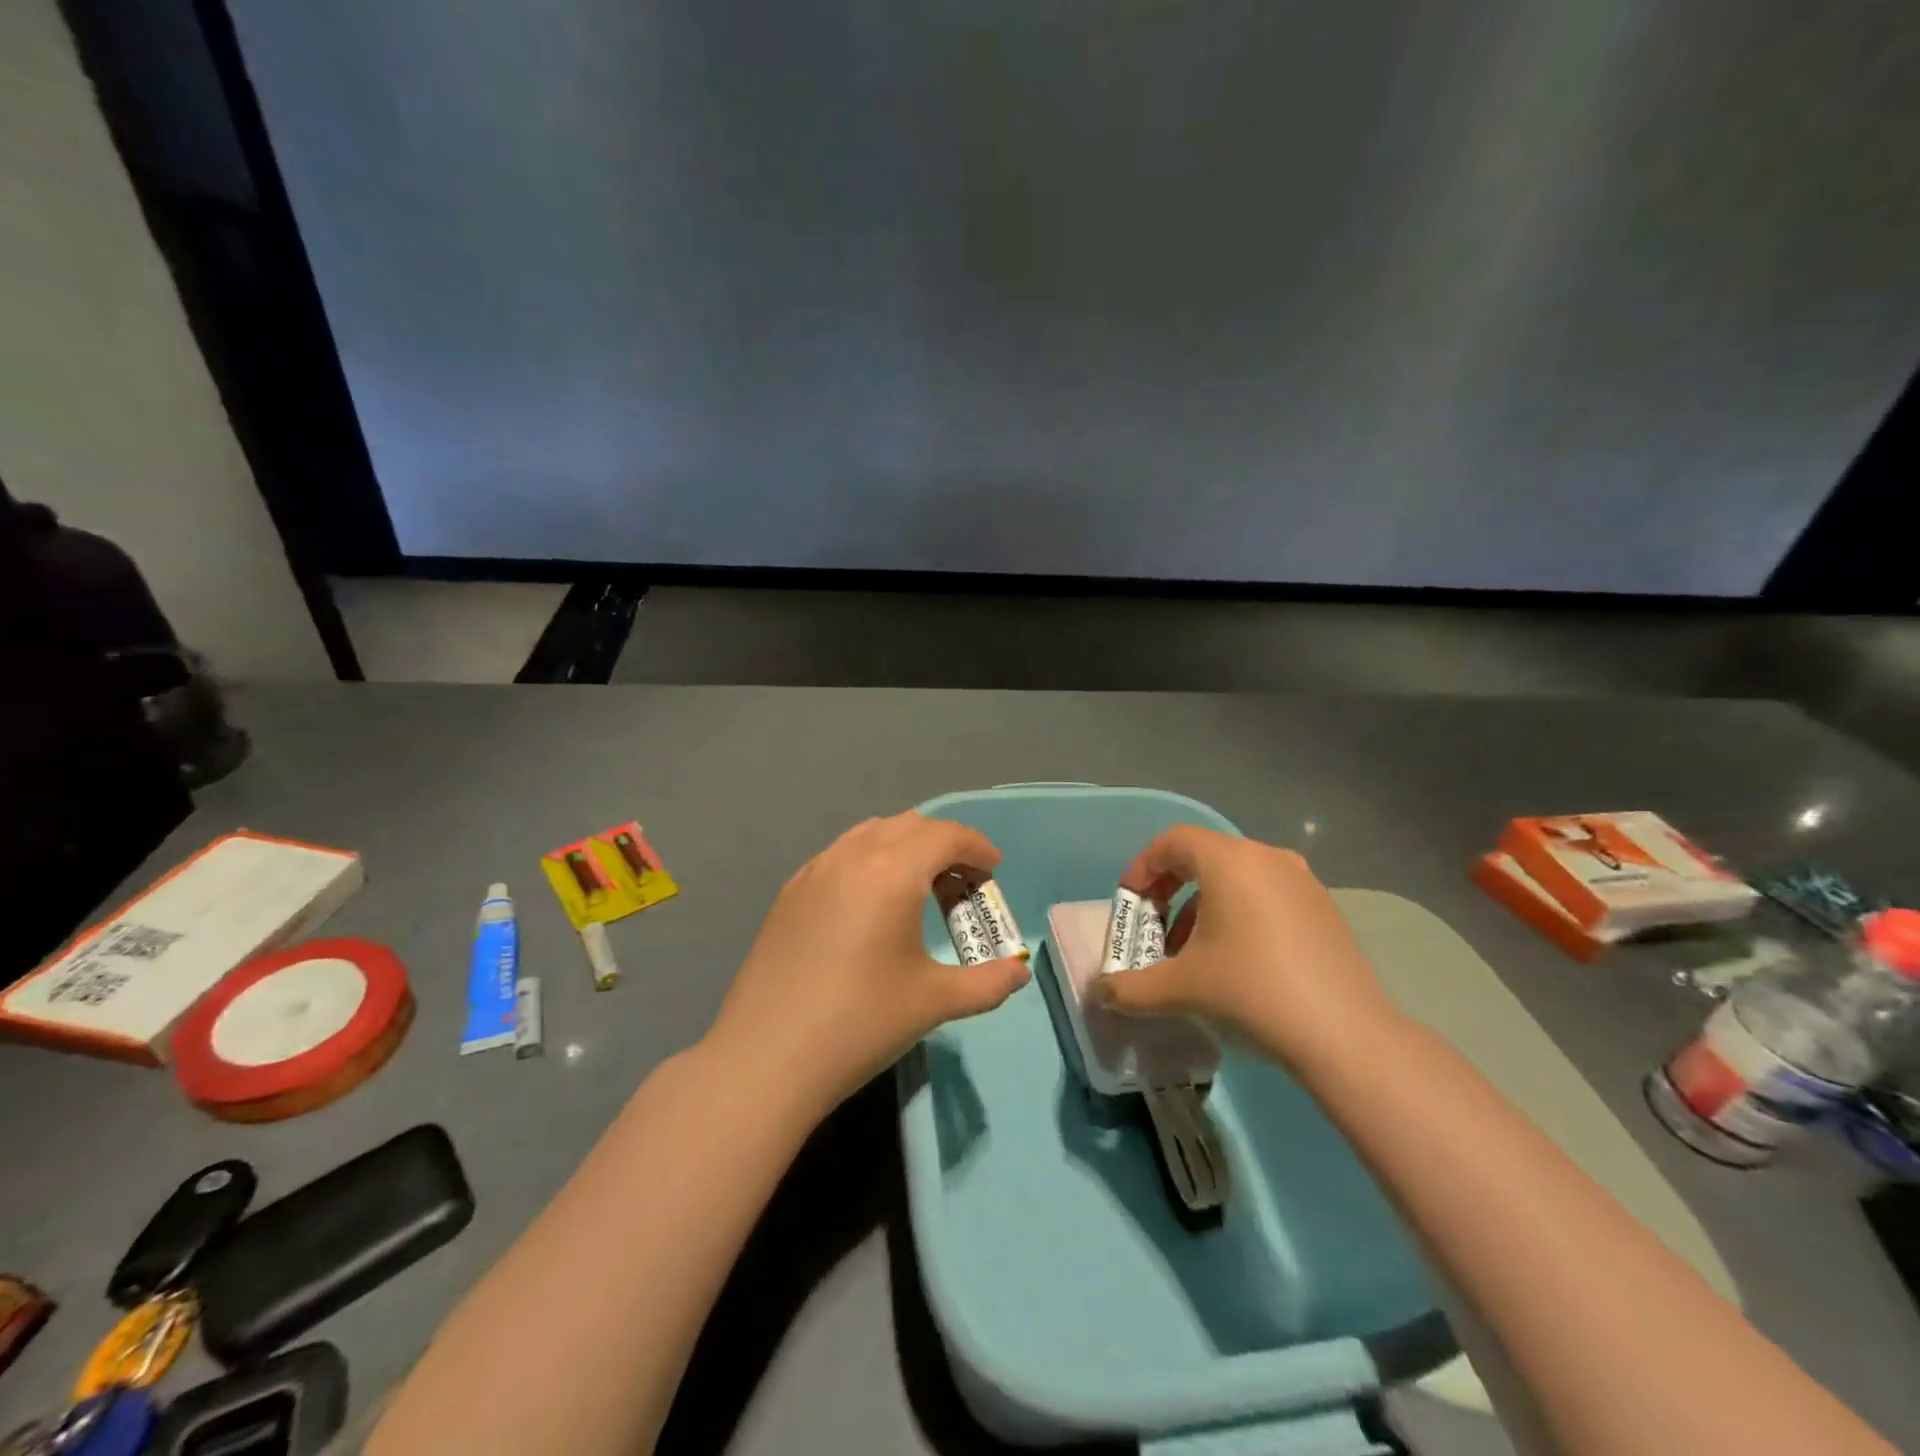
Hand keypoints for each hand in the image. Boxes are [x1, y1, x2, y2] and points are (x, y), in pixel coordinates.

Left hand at [707, 813, 1029, 1117]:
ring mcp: (814, 871)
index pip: (945, 835)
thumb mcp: (934, 1002)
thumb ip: (987, 983)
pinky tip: (871, 904)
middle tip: (963, 884)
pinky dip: (869, 860)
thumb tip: (1018, 973)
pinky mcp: (790, 893)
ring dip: (905, 847)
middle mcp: (851, 856)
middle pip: (909, 825)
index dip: (977, 847)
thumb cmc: (860, 1023)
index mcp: (891, 871)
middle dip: (944, 845)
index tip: (994, 870)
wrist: (766, 1058)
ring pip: (870, 833)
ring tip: (919, 889)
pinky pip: (840, 854)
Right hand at [1092, 826, 1401, 1076]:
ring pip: (1235, 878)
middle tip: (1153, 929)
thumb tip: (1100, 993)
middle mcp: (1266, 857)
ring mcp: (1301, 882)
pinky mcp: (1323, 909)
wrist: (1346, 1035)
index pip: (1171, 842)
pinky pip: (1265, 896)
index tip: (1130, 906)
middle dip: (1168, 891)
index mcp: (1229, 861)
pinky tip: (1235, 962)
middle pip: (1202, 857)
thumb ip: (1131, 988)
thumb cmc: (1252, 991)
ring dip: (1201, 907)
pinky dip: (1237, 915)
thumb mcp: (1181, 989)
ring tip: (1189, 953)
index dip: (1141, 869)